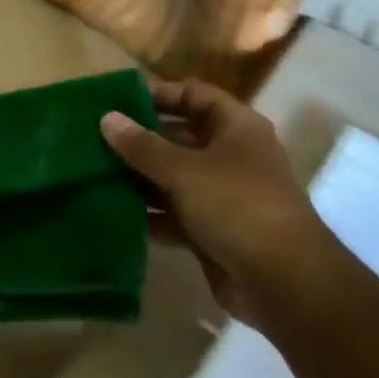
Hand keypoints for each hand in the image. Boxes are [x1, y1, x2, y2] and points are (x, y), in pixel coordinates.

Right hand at [101, 78, 335, 326]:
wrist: (285, 284)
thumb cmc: (238, 207)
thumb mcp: (185, 170)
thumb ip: (142, 146)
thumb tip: (107, 118)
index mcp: (236, 128)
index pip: (193, 94)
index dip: (157, 94)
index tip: (116, 100)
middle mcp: (230, 156)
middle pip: (178, 136)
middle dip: (139, 138)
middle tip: (93, 137)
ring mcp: (222, 195)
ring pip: (172, 177)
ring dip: (138, 177)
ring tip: (92, 172)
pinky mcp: (211, 230)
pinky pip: (172, 213)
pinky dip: (147, 212)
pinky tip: (111, 211)